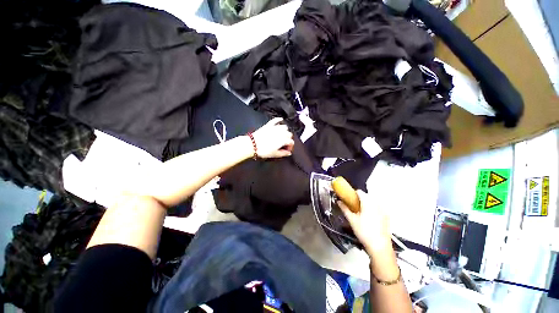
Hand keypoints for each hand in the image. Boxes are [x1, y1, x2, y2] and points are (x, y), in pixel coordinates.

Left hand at [252, 117, 294, 158]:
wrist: (252, 145)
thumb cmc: (264, 151)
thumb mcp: (275, 154)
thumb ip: (283, 153)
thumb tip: (289, 153)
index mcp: (283, 140)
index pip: (291, 142)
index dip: (290, 146)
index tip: (287, 150)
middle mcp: (281, 132)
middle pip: (289, 134)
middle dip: (288, 139)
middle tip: (284, 144)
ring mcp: (275, 128)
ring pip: (284, 127)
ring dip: (285, 131)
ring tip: (282, 135)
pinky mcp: (269, 125)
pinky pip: (275, 120)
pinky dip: (279, 120)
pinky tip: (281, 120)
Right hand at [338, 190, 391, 255]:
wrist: (379, 246)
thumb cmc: (364, 231)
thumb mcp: (351, 220)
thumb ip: (344, 208)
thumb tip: (339, 201)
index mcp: (368, 203)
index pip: (359, 192)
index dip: (352, 193)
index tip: (348, 199)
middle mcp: (377, 204)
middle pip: (366, 196)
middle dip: (359, 199)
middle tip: (353, 207)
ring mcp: (383, 210)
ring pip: (372, 202)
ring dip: (366, 204)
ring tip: (360, 213)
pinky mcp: (386, 216)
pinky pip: (378, 208)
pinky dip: (372, 209)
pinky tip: (369, 219)